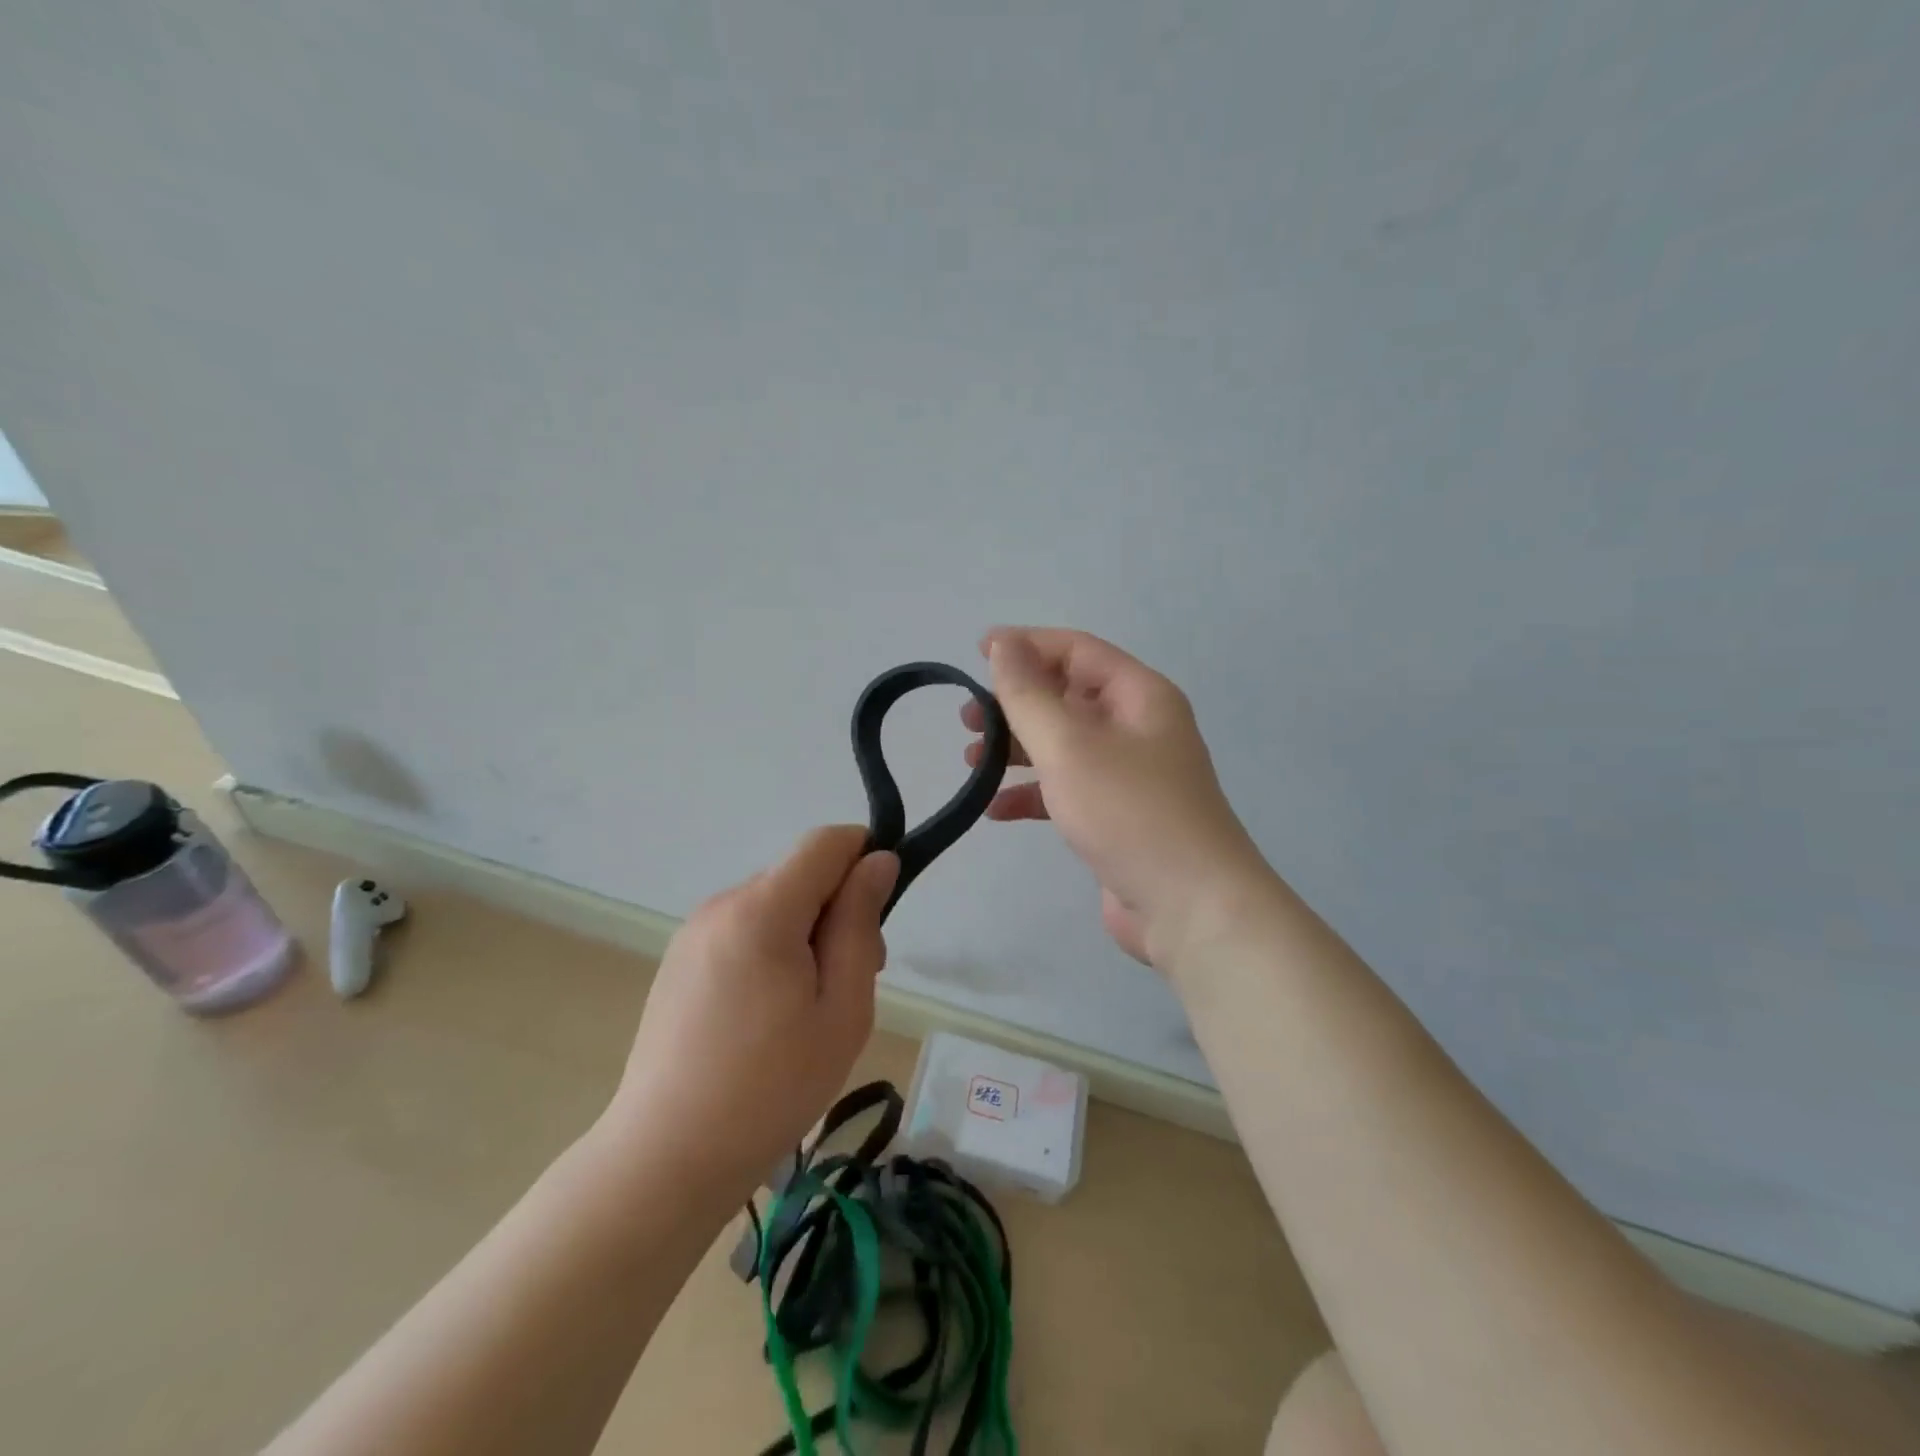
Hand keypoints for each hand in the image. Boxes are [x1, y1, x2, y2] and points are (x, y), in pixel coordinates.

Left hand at [604, 826, 898, 1192]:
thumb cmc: (771, 1087)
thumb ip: (860, 924)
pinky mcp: (679, 962)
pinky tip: (770, 1017)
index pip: (825, 842)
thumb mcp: (842, 1008)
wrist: (665, 1160)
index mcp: (762, 909)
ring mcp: (693, 933)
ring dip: (807, 935)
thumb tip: (878, 861)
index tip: (881, 912)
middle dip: (839, 909)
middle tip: (853, 982)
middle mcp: (721, 905)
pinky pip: (744, 931)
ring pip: (774, 905)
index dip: (864, 857)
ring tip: (811, 1010)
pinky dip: (773, 952)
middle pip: (800, 876)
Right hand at [963, 628, 1269, 967]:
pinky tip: (995, 810)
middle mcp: (1138, 728)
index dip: (1026, 644)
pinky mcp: (1117, 817)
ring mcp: (1129, 775)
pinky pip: (1067, 790)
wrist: (1190, 909)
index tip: (976, 651)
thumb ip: (1029, 694)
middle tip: (967, 719)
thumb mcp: (1069, 745)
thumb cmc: (1129, 812)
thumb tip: (1003, 643)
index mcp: (1139, 696)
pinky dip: (1032, 794)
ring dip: (1017, 749)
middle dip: (1015, 703)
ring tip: (971, 761)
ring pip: (1063, 745)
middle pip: (1067, 697)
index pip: (1077, 650)